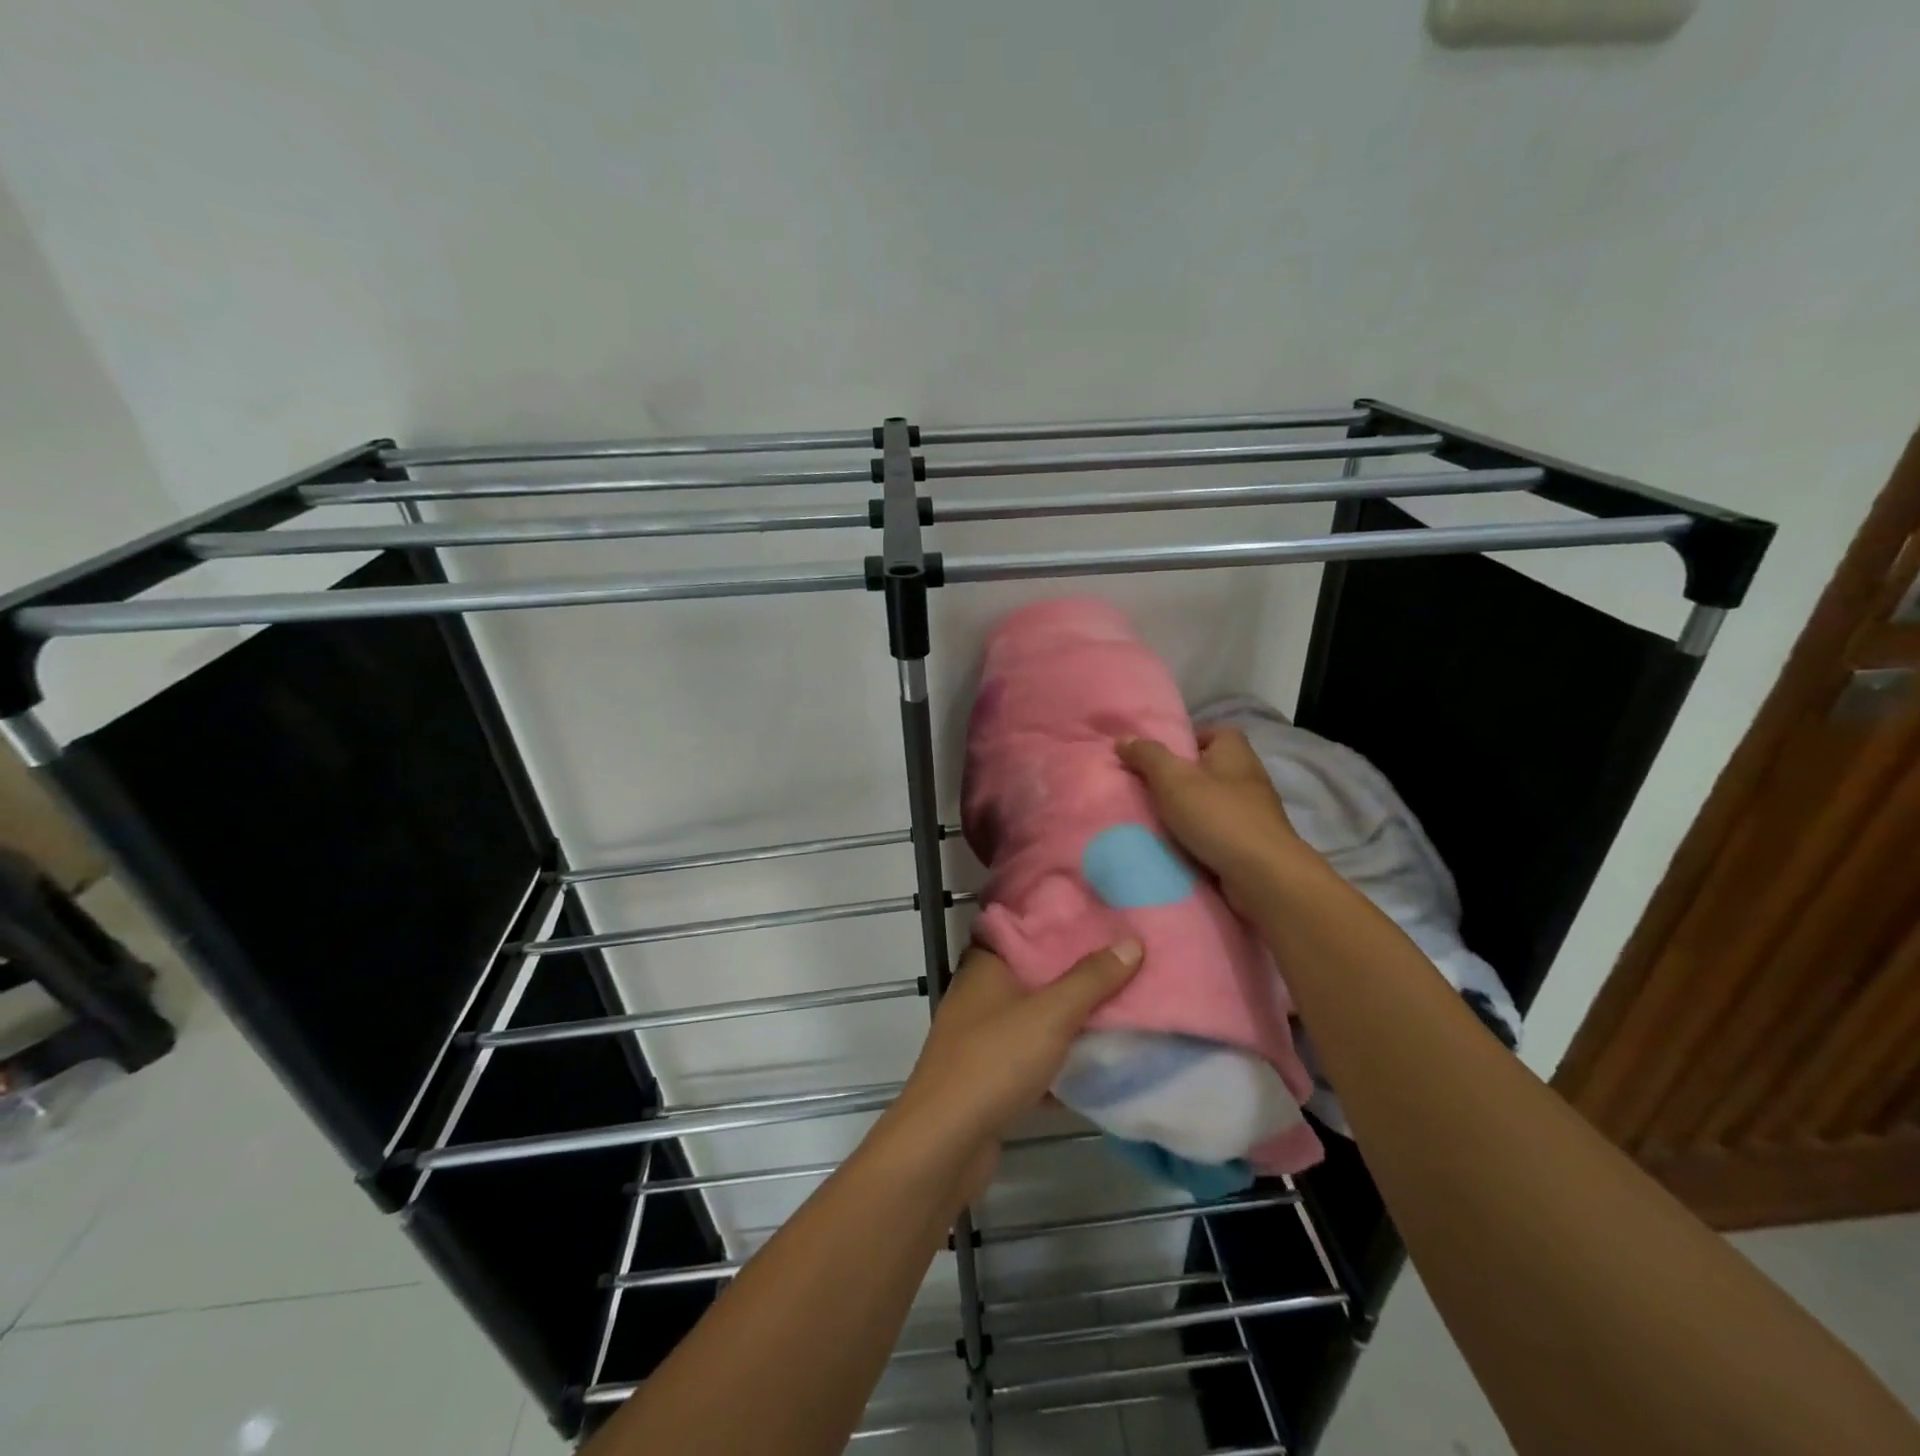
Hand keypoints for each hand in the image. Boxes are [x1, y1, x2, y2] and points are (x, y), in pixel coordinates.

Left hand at [884, 942, 1141, 1198]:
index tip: (1099, 922)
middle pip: (1033, 976)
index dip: (1057, 925)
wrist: (945, 1143)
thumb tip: (1131, 942)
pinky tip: (1097, 1068)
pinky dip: (1059, 1064)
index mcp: (985, 967)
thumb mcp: (1051, 1015)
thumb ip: (1091, 980)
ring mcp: (981, 1040)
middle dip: (1075, 976)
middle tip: (1123, 965)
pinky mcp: (989, 1080)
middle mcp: (979, 996)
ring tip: (1120, 1011)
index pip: (1021, 930)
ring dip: (1069, 1023)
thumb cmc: (994, 1061)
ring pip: (1035, 1021)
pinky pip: (1032, 1062)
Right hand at [1118, 728, 1313, 906]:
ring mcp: (1254, 812)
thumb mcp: (1173, 779)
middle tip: (1150, 789)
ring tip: (1158, 819)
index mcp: (1235, 752)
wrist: (1263, 875)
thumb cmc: (1217, 816)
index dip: (1187, 740)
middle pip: (1210, 768)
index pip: (1214, 732)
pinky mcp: (1253, 842)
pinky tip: (1179, 845)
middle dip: (1181, 778)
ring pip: (1214, 801)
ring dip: (1190, 810)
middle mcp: (1249, 777)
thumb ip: (1147, 756)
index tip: (1160, 758)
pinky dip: (1202, 835)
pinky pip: (1220, 830)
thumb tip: (1123, 739)